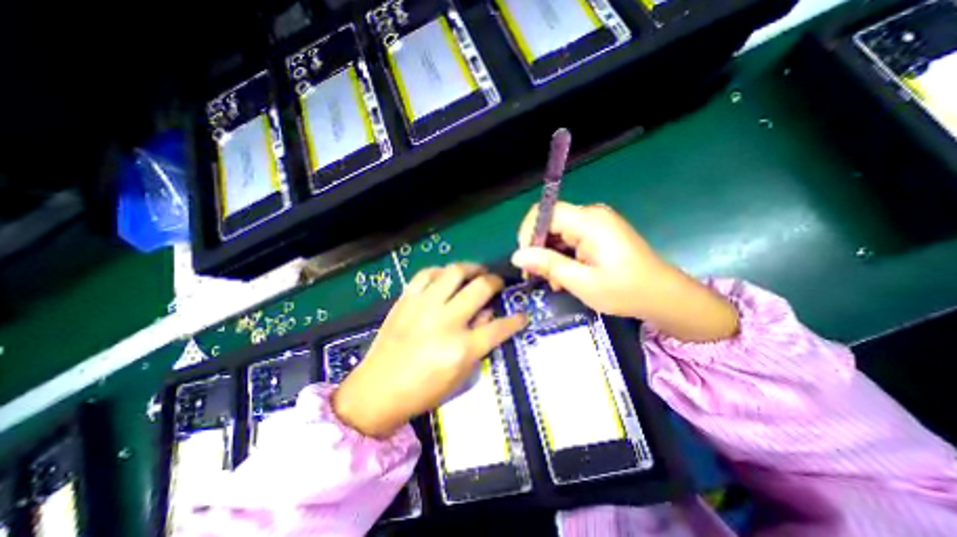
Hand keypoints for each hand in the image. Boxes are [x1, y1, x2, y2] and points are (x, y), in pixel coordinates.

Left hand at [334, 263, 530, 435]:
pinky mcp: (406, 299)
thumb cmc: (423, 391)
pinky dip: (441, 272)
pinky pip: (427, 273)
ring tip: (476, 272)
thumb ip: (480, 344)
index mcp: (461, 348)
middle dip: (495, 281)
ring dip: (471, 268)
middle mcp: (445, 321)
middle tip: (497, 283)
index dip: (517, 319)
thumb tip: (489, 315)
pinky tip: (446, 278)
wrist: (376, 391)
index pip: (500, 326)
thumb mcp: (461, 376)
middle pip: (480, 288)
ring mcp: (423, 306)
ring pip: (455, 272)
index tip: (523, 315)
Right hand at [512, 203, 734, 341]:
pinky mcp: (599, 233)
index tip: (526, 260)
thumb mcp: (581, 282)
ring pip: (558, 233)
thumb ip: (548, 265)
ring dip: (551, 256)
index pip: (545, 212)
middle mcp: (592, 215)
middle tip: (539, 277)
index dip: (529, 232)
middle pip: (551, 222)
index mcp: (589, 221)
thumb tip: (517, 256)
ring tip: (555, 282)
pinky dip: (563, 256)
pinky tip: (566, 276)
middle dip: (539, 249)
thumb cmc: (625, 291)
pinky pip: (570, 239)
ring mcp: (597, 223)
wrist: (663, 297)